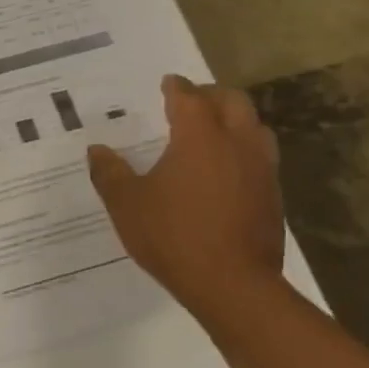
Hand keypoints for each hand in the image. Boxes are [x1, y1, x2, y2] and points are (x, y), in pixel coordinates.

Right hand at [88, 75, 284, 314]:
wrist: (232, 284)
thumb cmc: (172, 235)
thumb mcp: (126, 204)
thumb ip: (109, 173)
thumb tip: (96, 151)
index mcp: (199, 138)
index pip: (189, 98)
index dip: (176, 87)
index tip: (167, 83)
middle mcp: (236, 144)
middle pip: (233, 102)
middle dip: (210, 95)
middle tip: (189, 101)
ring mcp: (261, 169)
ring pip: (255, 127)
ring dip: (234, 120)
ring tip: (211, 130)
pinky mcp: (272, 195)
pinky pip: (260, 156)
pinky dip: (242, 149)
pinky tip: (223, 169)